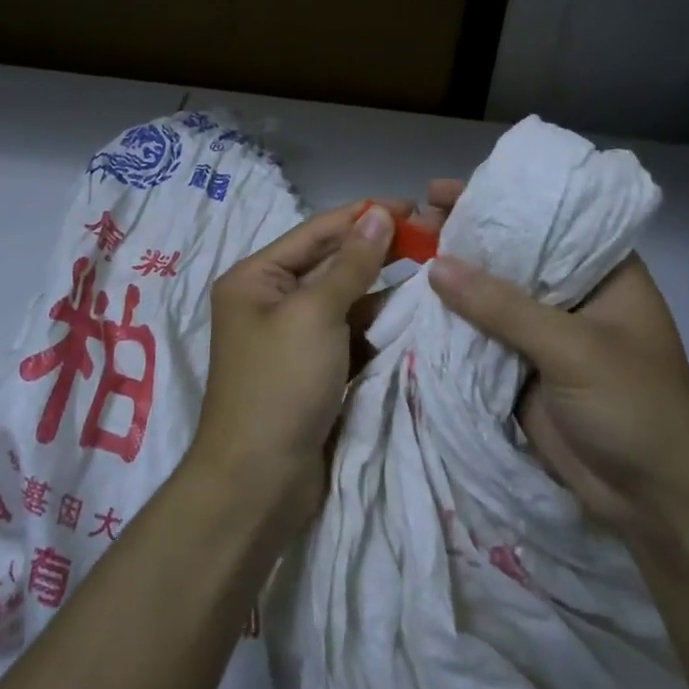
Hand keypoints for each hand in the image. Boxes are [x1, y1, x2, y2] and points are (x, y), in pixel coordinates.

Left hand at [191, 200, 399, 524]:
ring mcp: (293, 338)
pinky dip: (378, 327)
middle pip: (330, 265)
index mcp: (255, 278)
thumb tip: (377, 214)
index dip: (361, 217)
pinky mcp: (314, 370)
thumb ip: (351, 264)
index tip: (411, 206)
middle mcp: (270, 301)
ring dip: (382, 291)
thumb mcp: (315, 314)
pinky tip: (414, 317)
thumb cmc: (280, 384)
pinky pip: (350, 335)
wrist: (259, 482)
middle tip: (431, 239)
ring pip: (344, 302)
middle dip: (376, 252)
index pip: (315, 233)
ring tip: (433, 275)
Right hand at [424, 183, 688, 535]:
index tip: (439, 190)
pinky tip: (415, 304)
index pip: (544, 219)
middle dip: (465, 237)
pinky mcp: (523, 369)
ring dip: (454, 280)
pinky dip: (453, 322)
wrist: (654, 500)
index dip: (495, 199)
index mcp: (603, 272)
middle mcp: (572, 294)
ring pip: (492, 296)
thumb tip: (436, 265)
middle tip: (412, 220)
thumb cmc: (634, 406)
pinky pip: (482, 336)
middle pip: (511, 255)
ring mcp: (545, 334)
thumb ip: (504, 307)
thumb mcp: (573, 348)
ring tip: (403, 253)